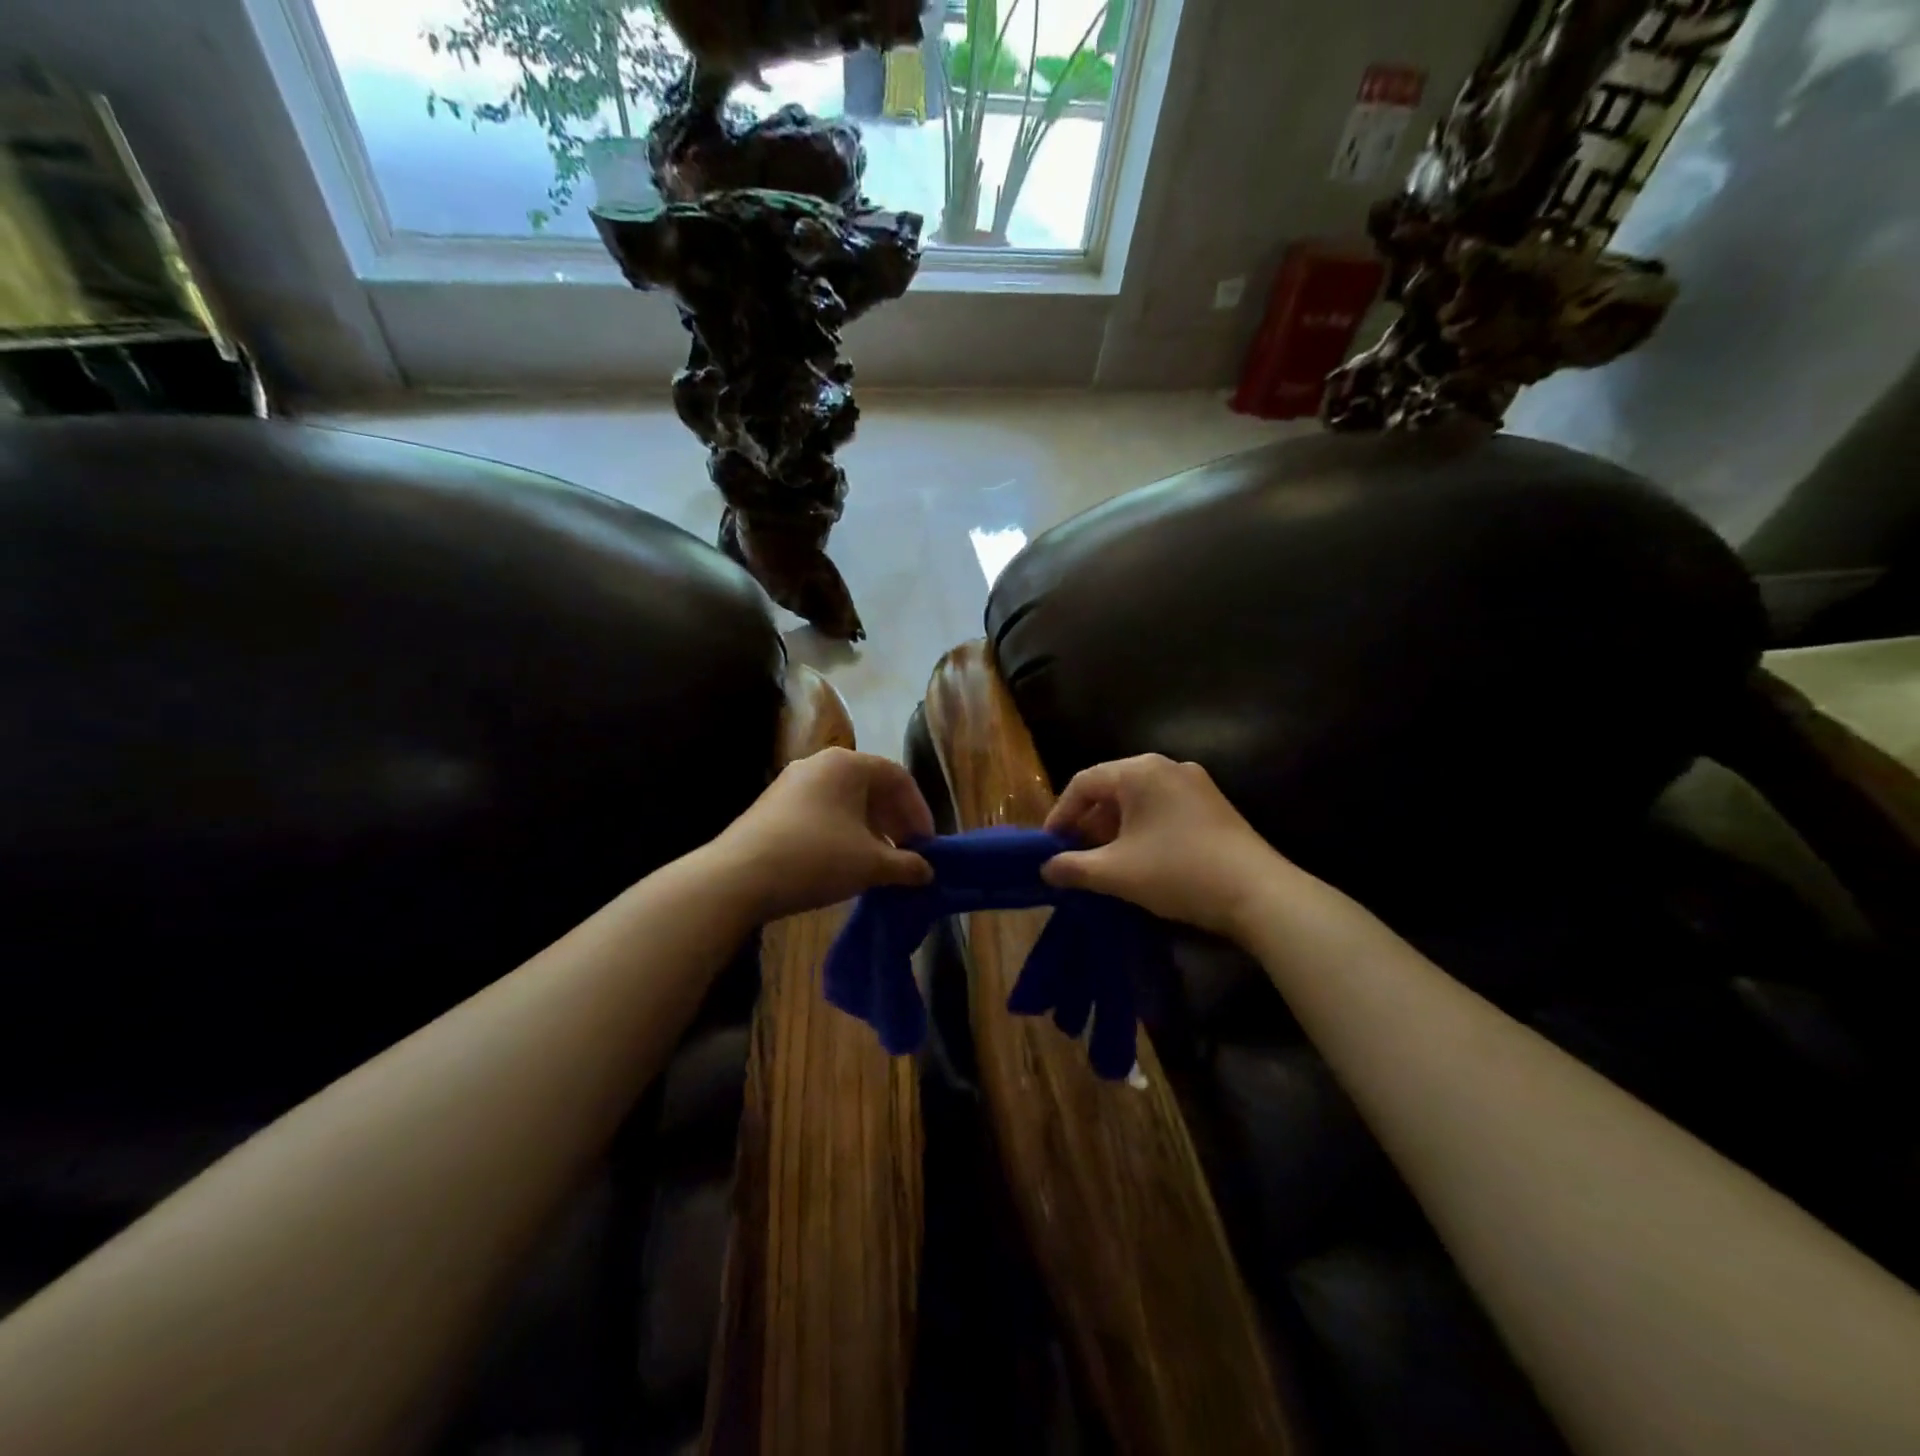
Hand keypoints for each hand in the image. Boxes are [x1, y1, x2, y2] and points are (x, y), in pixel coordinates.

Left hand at [711, 748, 933, 921]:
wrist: (738, 877)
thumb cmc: (816, 858)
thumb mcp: (870, 864)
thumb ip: (906, 865)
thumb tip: (926, 871)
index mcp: (847, 764)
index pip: (898, 777)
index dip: (919, 810)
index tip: (927, 844)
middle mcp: (819, 764)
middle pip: (871, 786)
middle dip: (894, 820)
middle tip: (907, 853)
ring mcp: (791, 783)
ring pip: (845, 801)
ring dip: (870, 828)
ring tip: (879, 861)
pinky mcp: (772, 806)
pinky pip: (821, 812)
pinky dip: (842, 832)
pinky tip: (845, 862)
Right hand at [1041, 755, 1296, 938]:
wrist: (1258, 894)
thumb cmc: (1178, 872)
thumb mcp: (1116, 873)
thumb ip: (1073, 867)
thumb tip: (1046, 868)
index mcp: (1139, 771)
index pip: (1084, 782)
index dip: (1060, 814)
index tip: (1049, 846)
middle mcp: (1167, 767)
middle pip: (1112, 788)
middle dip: (1088, 823)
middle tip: (1074, 855)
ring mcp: (1195, 784)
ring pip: (1139, 800)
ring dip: (1114, 828)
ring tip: (1104, 862)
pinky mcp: (1213, 805)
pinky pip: (1163, 808)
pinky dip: (1142, 829)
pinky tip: (1139, 859)